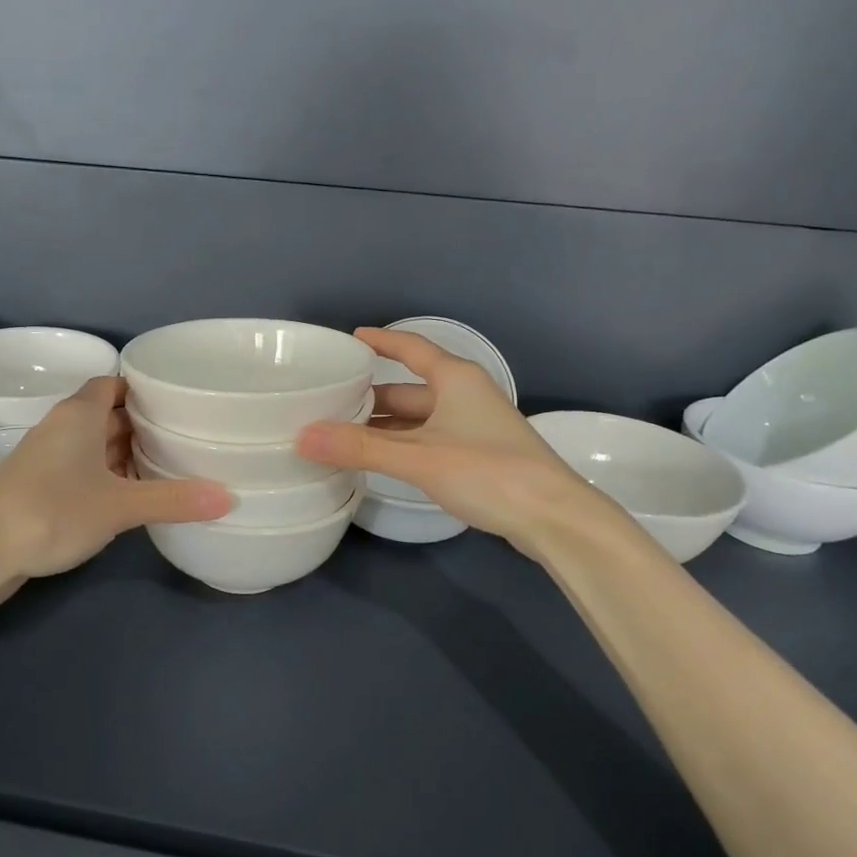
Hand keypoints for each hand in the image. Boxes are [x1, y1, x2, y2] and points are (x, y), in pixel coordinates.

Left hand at [0, 376, 230, 578]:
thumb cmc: (53, 511)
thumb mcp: (120, 505)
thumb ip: (173, 499)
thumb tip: (229, 497)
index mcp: (78, 415)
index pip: (113, 383)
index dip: (143, 388)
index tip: (178, 400)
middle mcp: (61, 428)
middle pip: (107, 414)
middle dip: (142, 423)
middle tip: (185, 433)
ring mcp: (46, 458)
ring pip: (93, 444)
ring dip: (124, 452)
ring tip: (167, 464)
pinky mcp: (39, 487)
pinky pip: (81, 469)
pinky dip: (106, 475)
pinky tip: (131, 495)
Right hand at [297, 328, 613, 552]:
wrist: (554, 517)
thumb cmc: (488, 471)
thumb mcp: (419, 457)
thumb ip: (360, 448)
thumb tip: (302, 436)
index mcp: (455, 379)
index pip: (410, 348)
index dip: (380, 341)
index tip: (349, 339)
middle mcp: (465, 395)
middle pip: (409, 388)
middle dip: (371, 395)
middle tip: (328, 402)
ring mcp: (474, 427)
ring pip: (418, 418)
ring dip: (384, 426)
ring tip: (342, 433)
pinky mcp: (479, 456)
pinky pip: (429, 440)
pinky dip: (402, 445)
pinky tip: (379, 460)